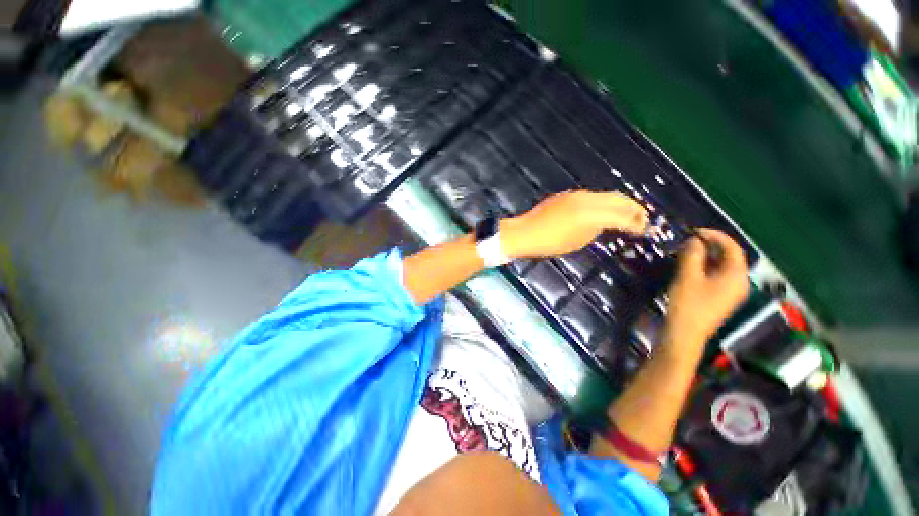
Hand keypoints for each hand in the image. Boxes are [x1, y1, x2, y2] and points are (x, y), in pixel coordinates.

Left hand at [500, 190, 647, 258]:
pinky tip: (603, 211)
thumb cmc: (549, 243)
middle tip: (642, 218)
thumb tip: (605, 223)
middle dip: (633, 207)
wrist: (524, 233)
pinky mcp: (566, 196)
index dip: (636, 222)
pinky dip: (602, 203)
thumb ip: (596, 229)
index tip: (644, 228)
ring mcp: (575, 195)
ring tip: (626, 214)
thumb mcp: (577, 241)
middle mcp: (586, 199)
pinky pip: (591, 197)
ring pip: (604, 196)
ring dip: (618, 204)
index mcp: (590, 214)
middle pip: (617, 199)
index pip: (621, 215)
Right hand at [664, 229, 749, 347]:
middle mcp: (739, 282)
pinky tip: (691, 267)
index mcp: (736, 275)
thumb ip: (692, 255)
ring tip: (687, 251)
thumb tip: (694, 240)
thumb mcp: (688, 276)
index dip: (715, 236)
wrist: (686, 332)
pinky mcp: (722, 298)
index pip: (732, 248)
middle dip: (711, 246)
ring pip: (723, 266)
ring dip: (707, 256)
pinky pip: (718, 276)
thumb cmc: (688, 303)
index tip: (695, 230)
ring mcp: (732, 291)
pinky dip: (707, 267)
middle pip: (730, 257)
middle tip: (689, 241)